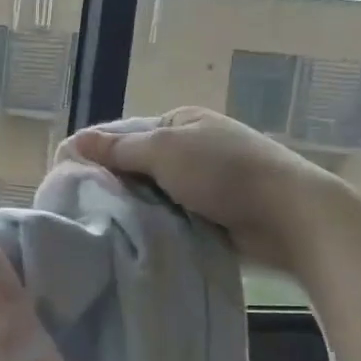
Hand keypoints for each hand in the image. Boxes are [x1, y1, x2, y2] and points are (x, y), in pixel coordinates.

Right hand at [57, 107, 348, 272]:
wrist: (290, 216)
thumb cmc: (224, 172)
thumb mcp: (164, 151)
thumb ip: (119, 148)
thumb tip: (74, 140)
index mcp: (181, 122)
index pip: (125, 133)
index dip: (98, 152)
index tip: (70, 177)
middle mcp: (192, 147)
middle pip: (138, 165)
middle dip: (116, 184)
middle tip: (84, 207)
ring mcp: (205, 181)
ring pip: (153, 194)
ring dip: (136, 208)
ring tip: (104, 226)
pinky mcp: (214, 213)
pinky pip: (172, 216)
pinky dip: (157, 225)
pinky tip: (136, 237)